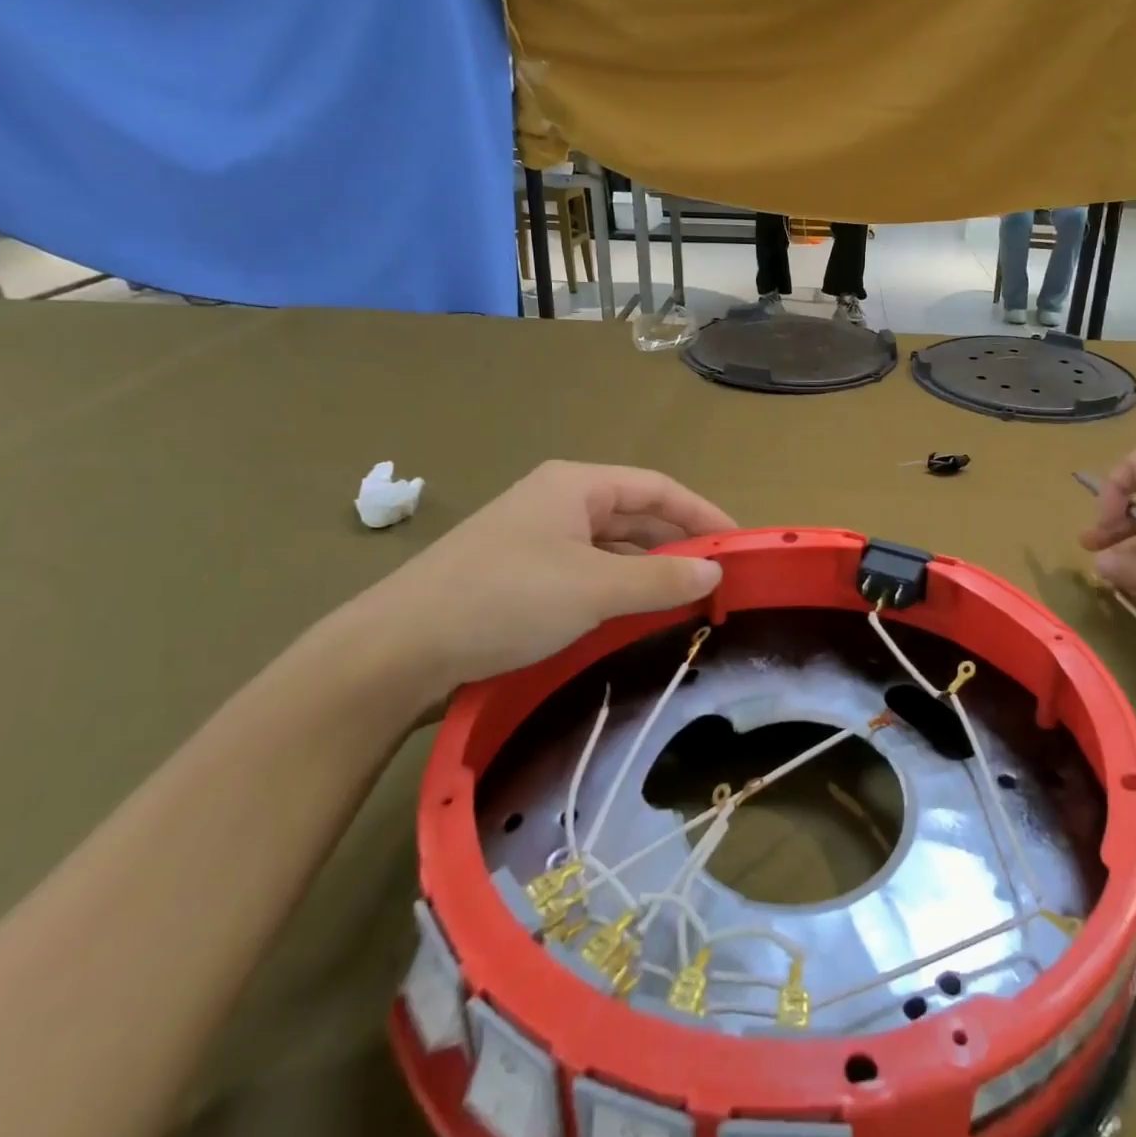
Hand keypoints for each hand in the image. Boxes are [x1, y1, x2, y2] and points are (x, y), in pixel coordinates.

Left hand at [345, 461, 733, 707]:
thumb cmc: (504, 600)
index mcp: (575, 485)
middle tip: (717, 580)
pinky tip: (631, 618)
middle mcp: (556, 502)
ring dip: (647, 570)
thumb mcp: (594, 588)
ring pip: (609, 548)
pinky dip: (616, 590)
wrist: (396, 651)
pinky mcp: (517, 577)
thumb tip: (715, 572)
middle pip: (635, 515)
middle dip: (677, 544)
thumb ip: (660, 578)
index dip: (703, 514)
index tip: (739, 546)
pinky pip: (585, 574)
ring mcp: (533, 540)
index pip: (658, 488)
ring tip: (685, 602)